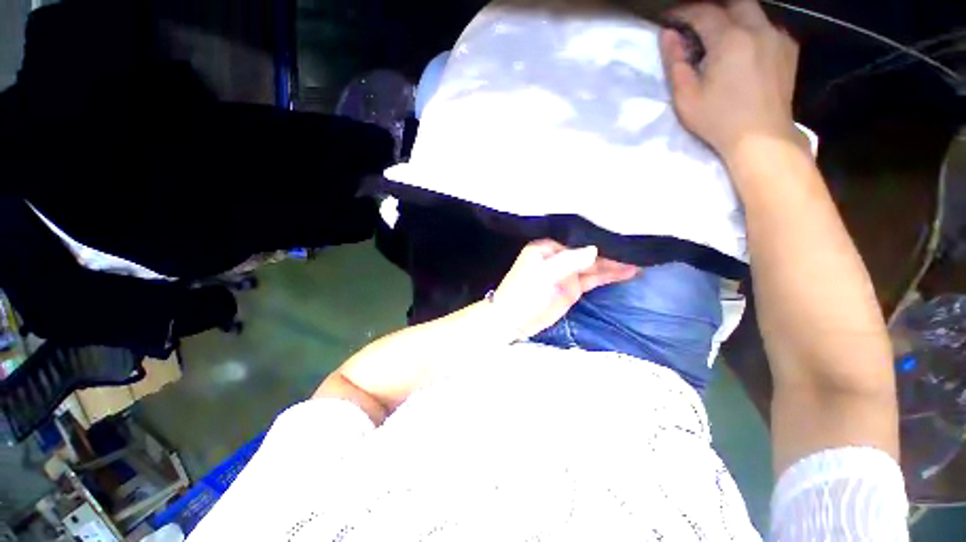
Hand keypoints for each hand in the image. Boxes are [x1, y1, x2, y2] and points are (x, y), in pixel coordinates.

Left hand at [492, 239, 638, 339]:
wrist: (515, 321)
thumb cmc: (525, 293)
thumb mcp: (545, 274)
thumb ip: (570, 261)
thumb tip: (595, 249)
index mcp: (548, 246)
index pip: (577, 237)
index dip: (598, 235)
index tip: (621, 230)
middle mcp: (559, 256)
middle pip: (588, 250)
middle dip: (610, 248)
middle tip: (638, 244)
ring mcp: (568, 272)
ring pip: (594, 264)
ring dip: (614, 262)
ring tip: (641, 256)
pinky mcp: (573, 287)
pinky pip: (594, 278)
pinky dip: (609, 275)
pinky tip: (629, 270)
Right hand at [661, 0, 799, 159]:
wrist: (761, 137)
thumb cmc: (718, 120)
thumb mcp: (686, 97)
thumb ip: (675, 63)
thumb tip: (667, 35)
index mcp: (730, 40)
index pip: (703, 12)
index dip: (684, 12)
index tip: (671, 19)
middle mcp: (758, 28)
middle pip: (735, 2)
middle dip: (712, 8)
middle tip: (696, 23)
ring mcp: (777, 36)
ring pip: (754, 11)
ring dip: (733, 17)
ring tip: (719, 35)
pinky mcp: (788, 48)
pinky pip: (767, 26)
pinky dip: (751, 29)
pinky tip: (744, 47)